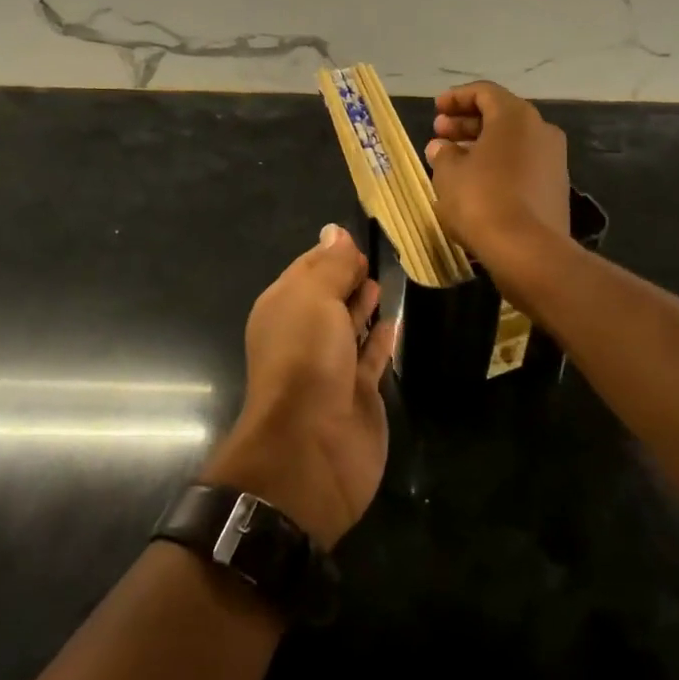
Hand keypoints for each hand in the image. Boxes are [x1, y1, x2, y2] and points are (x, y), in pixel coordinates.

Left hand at [206, 225, 395, 548]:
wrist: (311, 448)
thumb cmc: (306, 361)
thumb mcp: (313, 299)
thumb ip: (329, 266)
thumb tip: (334, 231)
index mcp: (284, 309)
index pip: (307, 270)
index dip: (331, 253)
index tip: (356, 237)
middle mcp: (304, 335)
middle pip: (328, 297)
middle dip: (346, 277)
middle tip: (373, 254)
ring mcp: (332, 366)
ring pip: (349, 326)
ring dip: (363, 305)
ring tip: (383, 280)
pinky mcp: (359, 393)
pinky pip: (371, 357)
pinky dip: (381, 338)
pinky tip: (394, 321)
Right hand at [423, 82, 570, 266]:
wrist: (528, 251)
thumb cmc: (482, 201)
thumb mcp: (449, 175)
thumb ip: (443, 154)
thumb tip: (440, 147)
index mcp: (516, 116)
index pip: (484, 92)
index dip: (456, 98)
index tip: (436, 109)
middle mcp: (541, 130)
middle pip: (500, 116)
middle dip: (467, 123)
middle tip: (439, 133)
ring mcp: (553, 160)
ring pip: (512, 143)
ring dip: (481, 146)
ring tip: (452, 160)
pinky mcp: (555, 189)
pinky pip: (522, 166)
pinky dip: (498, 166)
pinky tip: (476, 183)